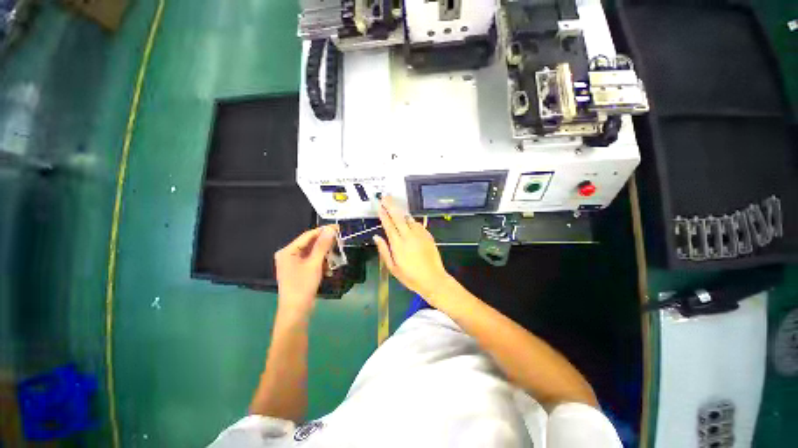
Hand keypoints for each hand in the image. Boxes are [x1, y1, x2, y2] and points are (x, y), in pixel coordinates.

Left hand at [275, 225, 336, 316]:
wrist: (296, 312)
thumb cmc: (303, 286)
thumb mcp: (314, 264)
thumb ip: (322, 245)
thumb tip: (330, 229)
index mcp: (288, 251)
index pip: (308, 235)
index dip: (323, 231)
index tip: (338, 228)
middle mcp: (289, 255)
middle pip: (310, 244)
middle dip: (325, 245)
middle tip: (340, 243)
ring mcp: (294, 264)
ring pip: (313, 253)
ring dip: (325, 256)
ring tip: (335, 259)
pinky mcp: (300, 271)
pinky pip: (313, 262)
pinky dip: (322, 264)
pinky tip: (329, 270)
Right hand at [373, 196, 451, 302]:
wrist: (433, 279)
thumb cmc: (410, 277)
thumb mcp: (393, 268)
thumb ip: (384, 251)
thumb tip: (377, 237)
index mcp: (398, 244)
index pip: (388, 225)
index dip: (383, 214)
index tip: (379, 205)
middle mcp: (408, 236)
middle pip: (398, 217)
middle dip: (391, 205)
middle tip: (386, 196)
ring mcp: (420, 235)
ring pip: (409, 219)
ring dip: (402, 212)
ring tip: (396, 206)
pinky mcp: (428, 236)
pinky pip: (418, 224)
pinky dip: (411, 221)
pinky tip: (409, 221)